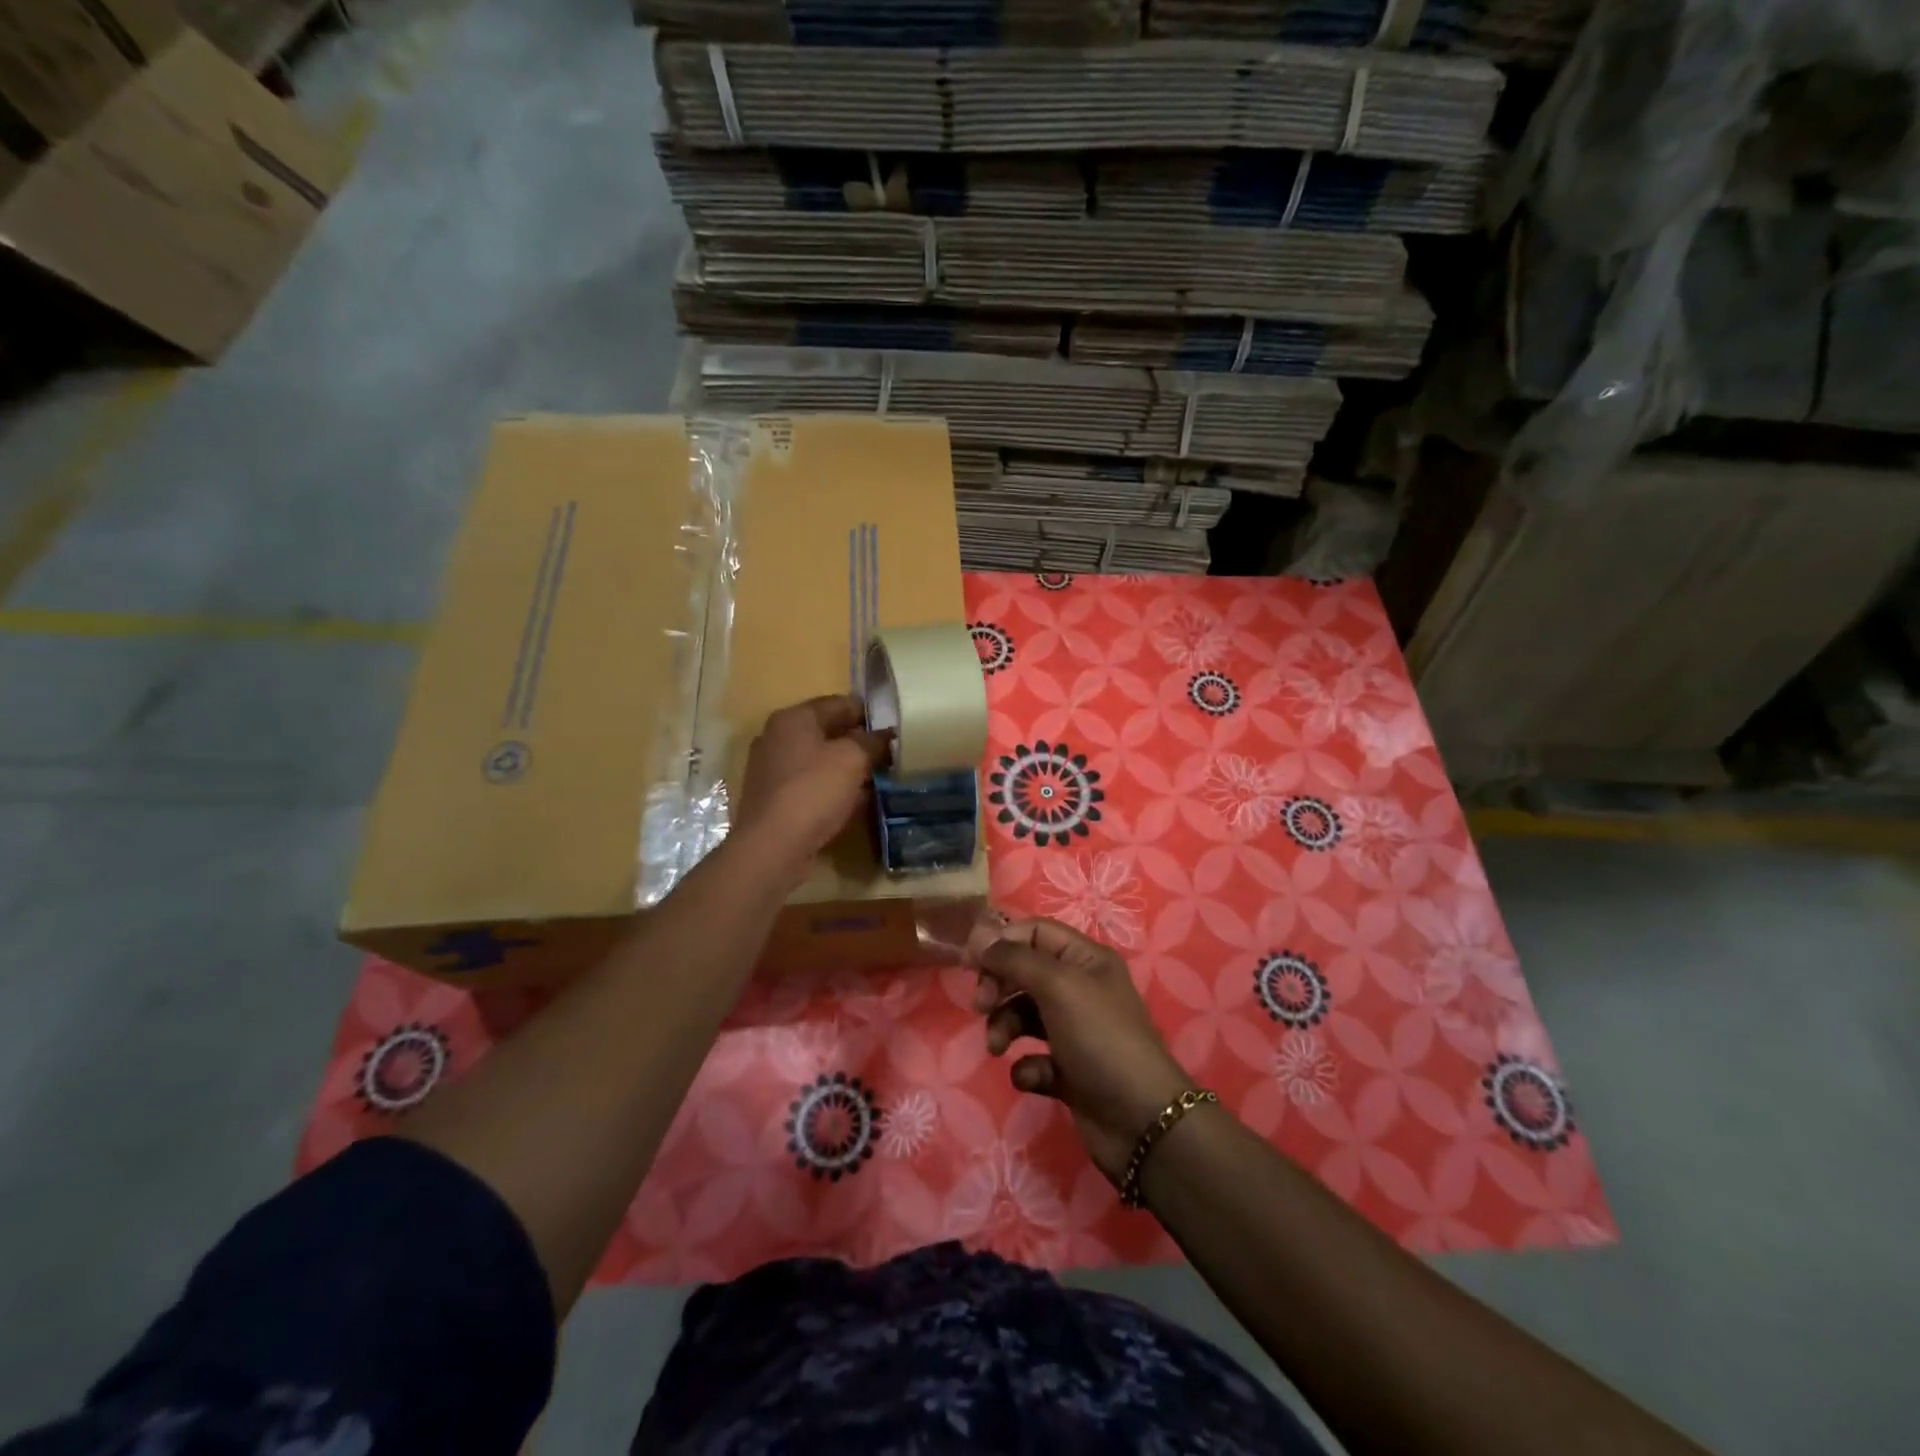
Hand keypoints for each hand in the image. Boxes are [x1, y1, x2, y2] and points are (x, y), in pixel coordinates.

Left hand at [737, 696, 890, 873]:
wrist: (772, 847)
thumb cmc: (813, 791)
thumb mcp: (852, 759)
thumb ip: (872, 741)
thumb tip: (885, 735)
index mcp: (793, 718)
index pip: (838, 703)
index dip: (868, 713)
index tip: (894, 726)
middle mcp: (777, 738)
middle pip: (827, 732)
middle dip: (858, 742)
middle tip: (889, 754)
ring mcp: (772, 770)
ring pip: (819, 761)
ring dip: (846, 768)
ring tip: (878, 778)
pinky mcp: (774, 800)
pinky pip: (811, 786)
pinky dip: (832, 789)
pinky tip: (854, 802)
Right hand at [970, 918, 1194, 1185]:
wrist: (1141, 1121)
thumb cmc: (1100, 1038)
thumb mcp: (1057, 986)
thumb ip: (1015, 958)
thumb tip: (978, 936)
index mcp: (1086, 960)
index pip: (1036, 932)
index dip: (1003, 942)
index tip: (971, 963)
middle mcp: (1081, 989)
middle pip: (1025, 972)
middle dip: (999, 986)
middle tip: (981, 1006)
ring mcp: (1075, 1032)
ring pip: (1024, 1015)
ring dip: (1005, 1027)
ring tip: (998, 1048)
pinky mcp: (1069, 1072)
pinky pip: (1034, 1058)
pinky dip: (1027, 1066)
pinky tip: (1033, 1077)